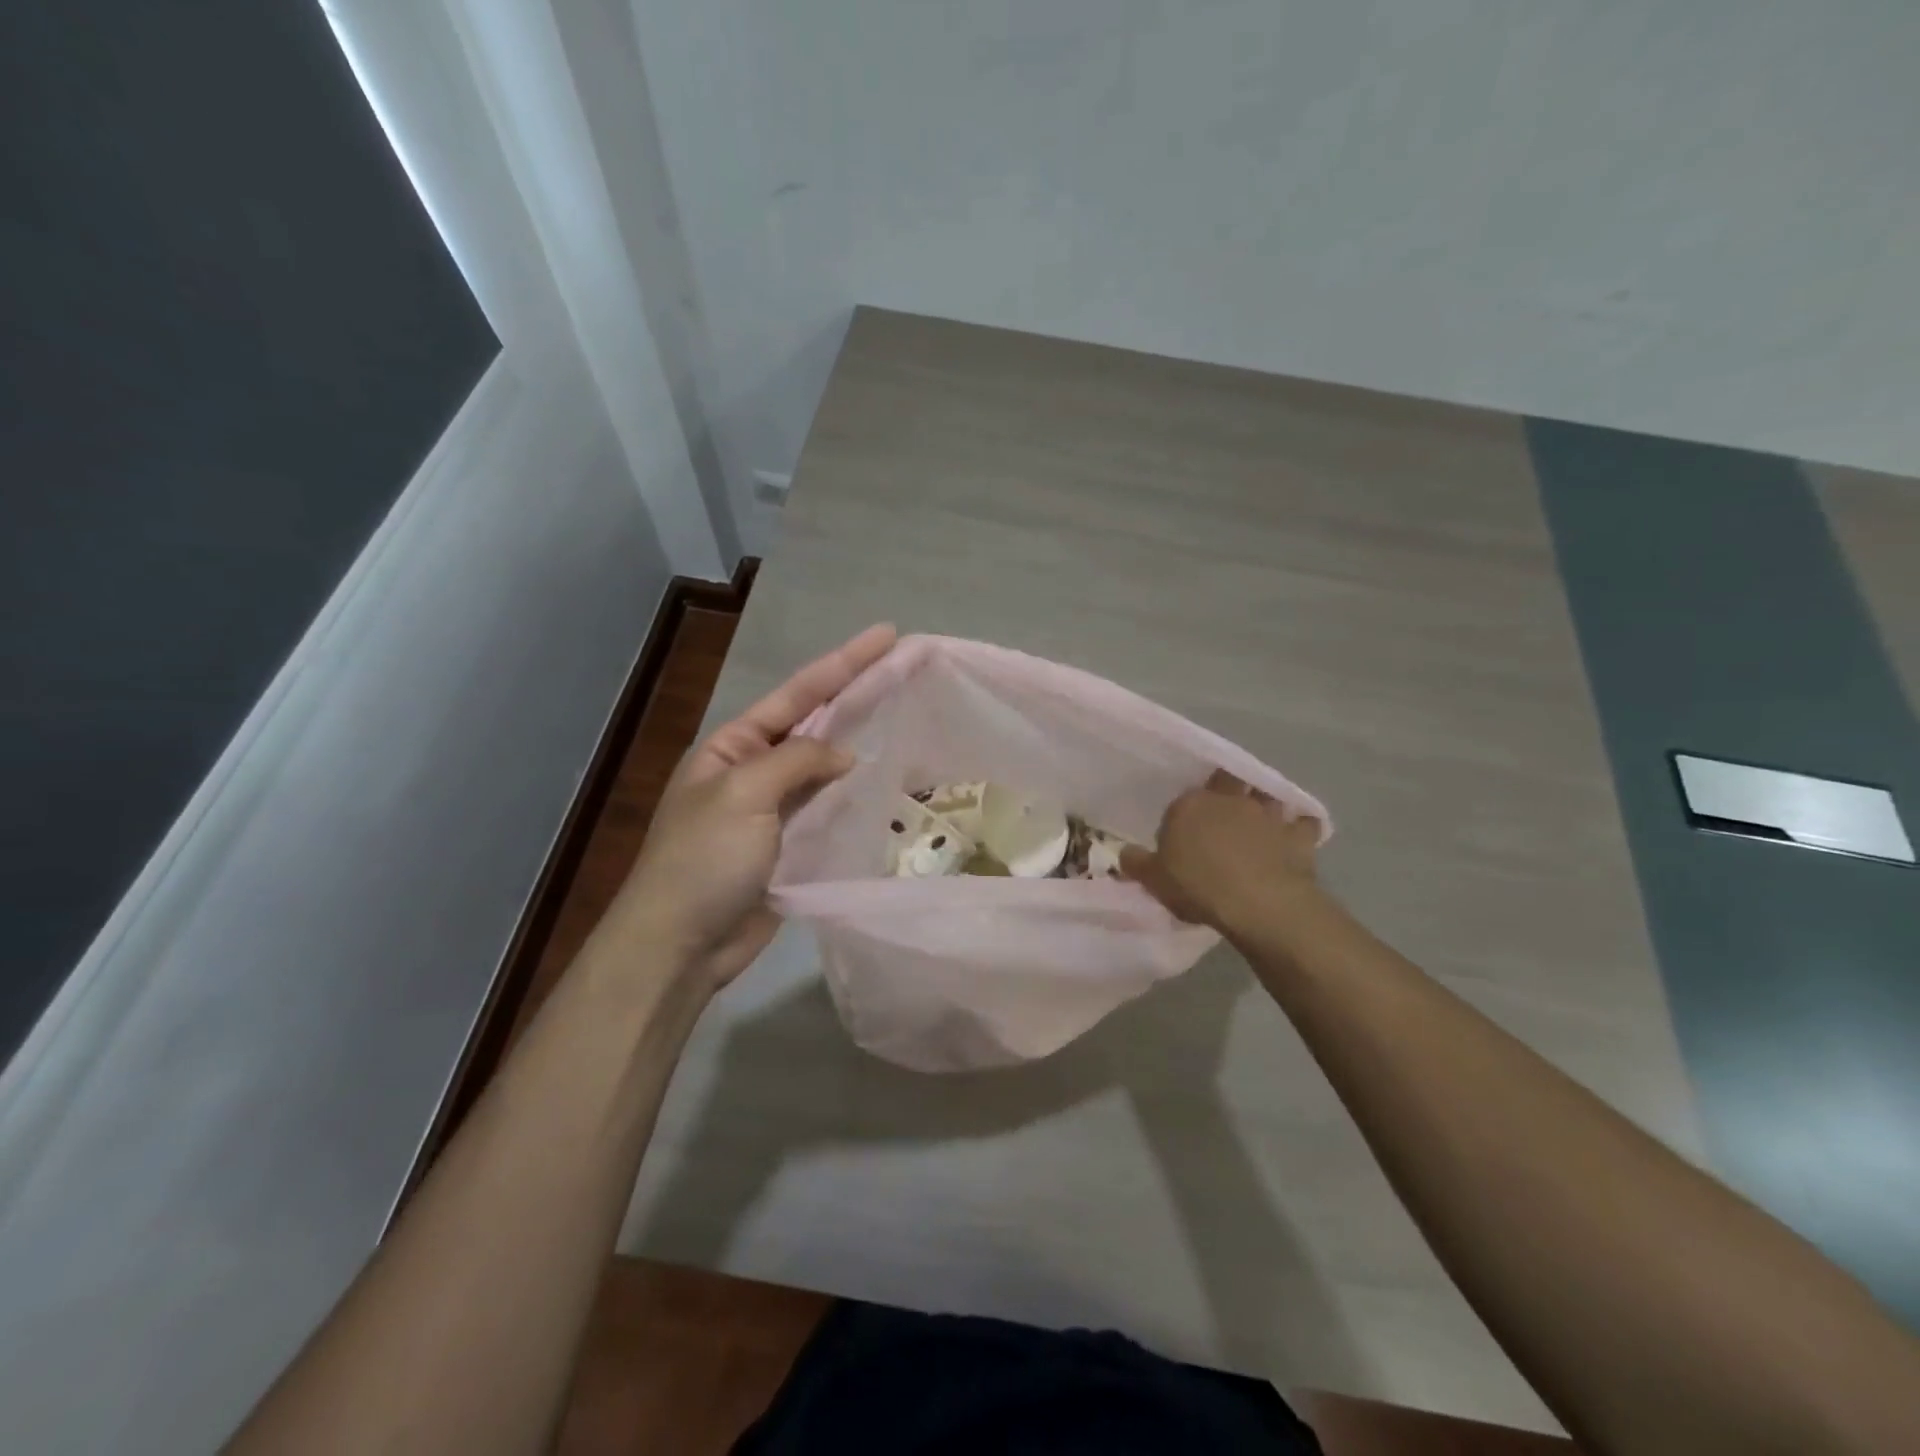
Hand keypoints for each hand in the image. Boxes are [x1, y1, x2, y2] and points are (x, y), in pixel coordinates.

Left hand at [607, 623, 896, 990]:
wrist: (679, 944)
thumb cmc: (703, 859)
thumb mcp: (744, 794)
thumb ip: (797, 761)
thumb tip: (843, 755)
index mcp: (732, 746)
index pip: (797, 694)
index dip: (843, 663)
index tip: (885, 636)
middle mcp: (753, 770)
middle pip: (814, 723)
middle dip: (856, 695)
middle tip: (904, 669)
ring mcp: (773, 810)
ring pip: (824, 767)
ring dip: (860, 743)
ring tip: (903, 716)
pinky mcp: (790, 846)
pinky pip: (827, 809)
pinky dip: (854, 795)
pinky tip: (884, 782)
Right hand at [1121, 769, 1323, 937]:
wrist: (1260, 904)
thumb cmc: (1199, 887)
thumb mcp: (1155, 881)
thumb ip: (1137, 864)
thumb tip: (1124, 853)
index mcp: (1190, 805)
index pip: (1182, 801)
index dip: (1184, 816)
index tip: (1182, 836)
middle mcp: (1229, 799)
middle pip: (1226, 782)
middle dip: (1226, 790)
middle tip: (1222, 812)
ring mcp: (1267, 814)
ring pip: (1266, 795)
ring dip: (1264, 803)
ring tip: (1260, 818)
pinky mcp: (1298, 835)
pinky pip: (1304, 824)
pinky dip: (1301, 827)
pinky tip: (1296, 836)